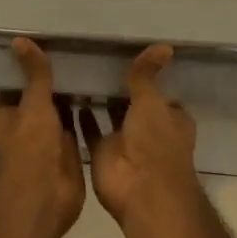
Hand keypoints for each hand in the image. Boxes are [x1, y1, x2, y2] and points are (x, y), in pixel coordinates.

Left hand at [0, 38, 85, 237]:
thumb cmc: (31, 146)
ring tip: (92, 64)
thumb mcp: (33, 103)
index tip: (47, 42)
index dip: (30, 66)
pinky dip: (87, 113)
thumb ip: (34, 73)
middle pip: (41, 96)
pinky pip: (78, 125)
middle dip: (55, 80)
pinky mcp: (69, 151)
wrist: (46, 197)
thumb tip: (19, 38)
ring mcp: (48, 139)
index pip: (18, 82)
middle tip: (78, 50)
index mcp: (7, 113)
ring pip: (60, 110)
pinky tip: (103, 93)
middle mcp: (26, 125)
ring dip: (72, 96)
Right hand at [79, 46, 205, 237]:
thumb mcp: (152, 101)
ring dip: (100, 101)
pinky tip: (66, 95)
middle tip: (97, 57)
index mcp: (170, 119)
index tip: (131, 56)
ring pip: (111, 116)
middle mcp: (148, 130)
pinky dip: (81, 117)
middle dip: (120, 88)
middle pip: (134, 104)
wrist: (140, 193)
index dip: (150, 79)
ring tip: (79, 70)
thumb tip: (164, 44)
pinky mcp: (102, 153)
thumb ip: (148, 74)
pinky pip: (90, 130)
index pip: (161, 94)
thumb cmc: (155, 144)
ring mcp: (125, 142)